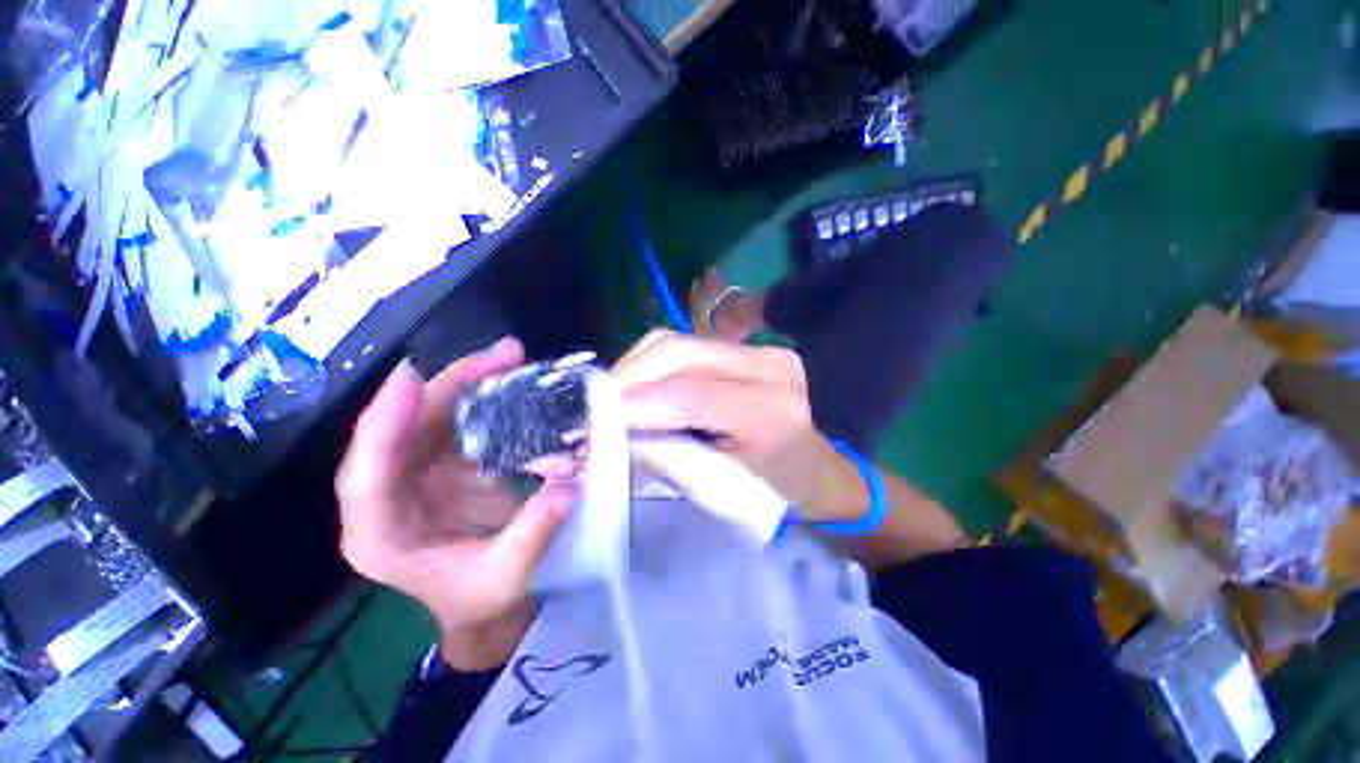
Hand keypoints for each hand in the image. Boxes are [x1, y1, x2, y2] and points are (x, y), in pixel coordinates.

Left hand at [335, 339, 576, 669]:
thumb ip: (533, 532)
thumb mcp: (507, 578)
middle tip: (498, 358)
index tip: (410, 379)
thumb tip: (568, 484)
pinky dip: (485, 399)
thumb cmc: (483, 601)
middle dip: (447, 387)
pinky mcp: (446, 464)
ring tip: (509, 359)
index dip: (383, 425)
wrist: (488, 603)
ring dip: (468, 384)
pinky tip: (510, 382)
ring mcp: (418, 476)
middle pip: (404, 431)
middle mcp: (390, 496)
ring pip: (432, 417)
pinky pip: (460, 422)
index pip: (366, 476)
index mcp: (381, 536)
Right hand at [616, 332, 864, 522]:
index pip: (692, 396)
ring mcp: (759, 350)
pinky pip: (685, 343)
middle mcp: (769, 366)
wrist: (815, 469)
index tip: (594, 419)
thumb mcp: (716, 489)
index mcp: (772, 413)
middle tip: (597, 405)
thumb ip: (663, 455)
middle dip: (628, 375)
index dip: (638, 403)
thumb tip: (612, 435)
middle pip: (680, 352)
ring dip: (636, 366)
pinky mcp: (746, 348)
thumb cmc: (770, 494)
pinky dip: (652, 362)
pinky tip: (640, 384)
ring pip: (677, 340)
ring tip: (615, 397)